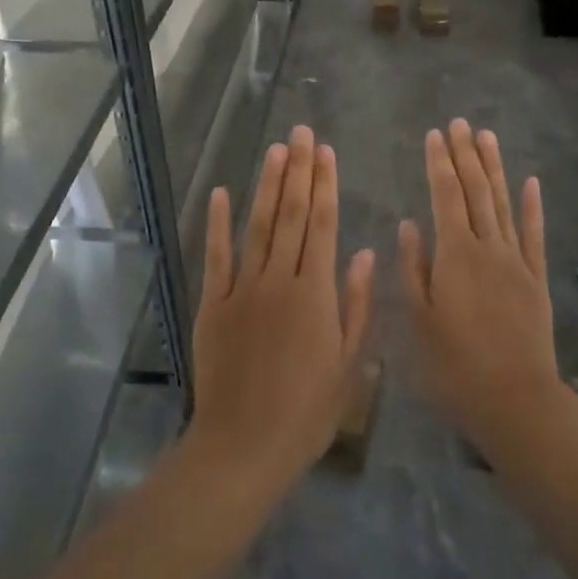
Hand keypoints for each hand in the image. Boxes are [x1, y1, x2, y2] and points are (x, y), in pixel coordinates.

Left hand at [186, 128, 375, 492]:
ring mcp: (242, 289)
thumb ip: (357, 304)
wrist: (244, 445)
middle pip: (292, 216)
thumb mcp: (349, 364)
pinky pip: (216, 257)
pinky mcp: (213, 304)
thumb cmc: (307, 411)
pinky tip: (222, 193)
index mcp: (316, 293)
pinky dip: (218, 224)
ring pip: (258, 226)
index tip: (326, 152)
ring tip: (276, 150)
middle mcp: (279, 280)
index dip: (325, 185)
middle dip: (298, 171)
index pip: (323, 226)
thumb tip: (364, 253)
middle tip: (301, 133)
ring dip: (268, 186)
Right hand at [399, 121, 560, 450]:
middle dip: (466, 155)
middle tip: (461, 123)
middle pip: (476, 191)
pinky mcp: (536, 279)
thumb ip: (413, 268)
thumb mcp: (418, 320)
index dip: (440, 163)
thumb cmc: (454, 366)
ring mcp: (516, 261)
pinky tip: (530, 182)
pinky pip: (534, 234)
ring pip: (504, 204)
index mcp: (455, 255)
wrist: (516, 400)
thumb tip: (409, 224)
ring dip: (495, 168)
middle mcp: (487, 247)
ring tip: (487, 137)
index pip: (446, 196)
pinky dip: (532, 206)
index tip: (435, 135)